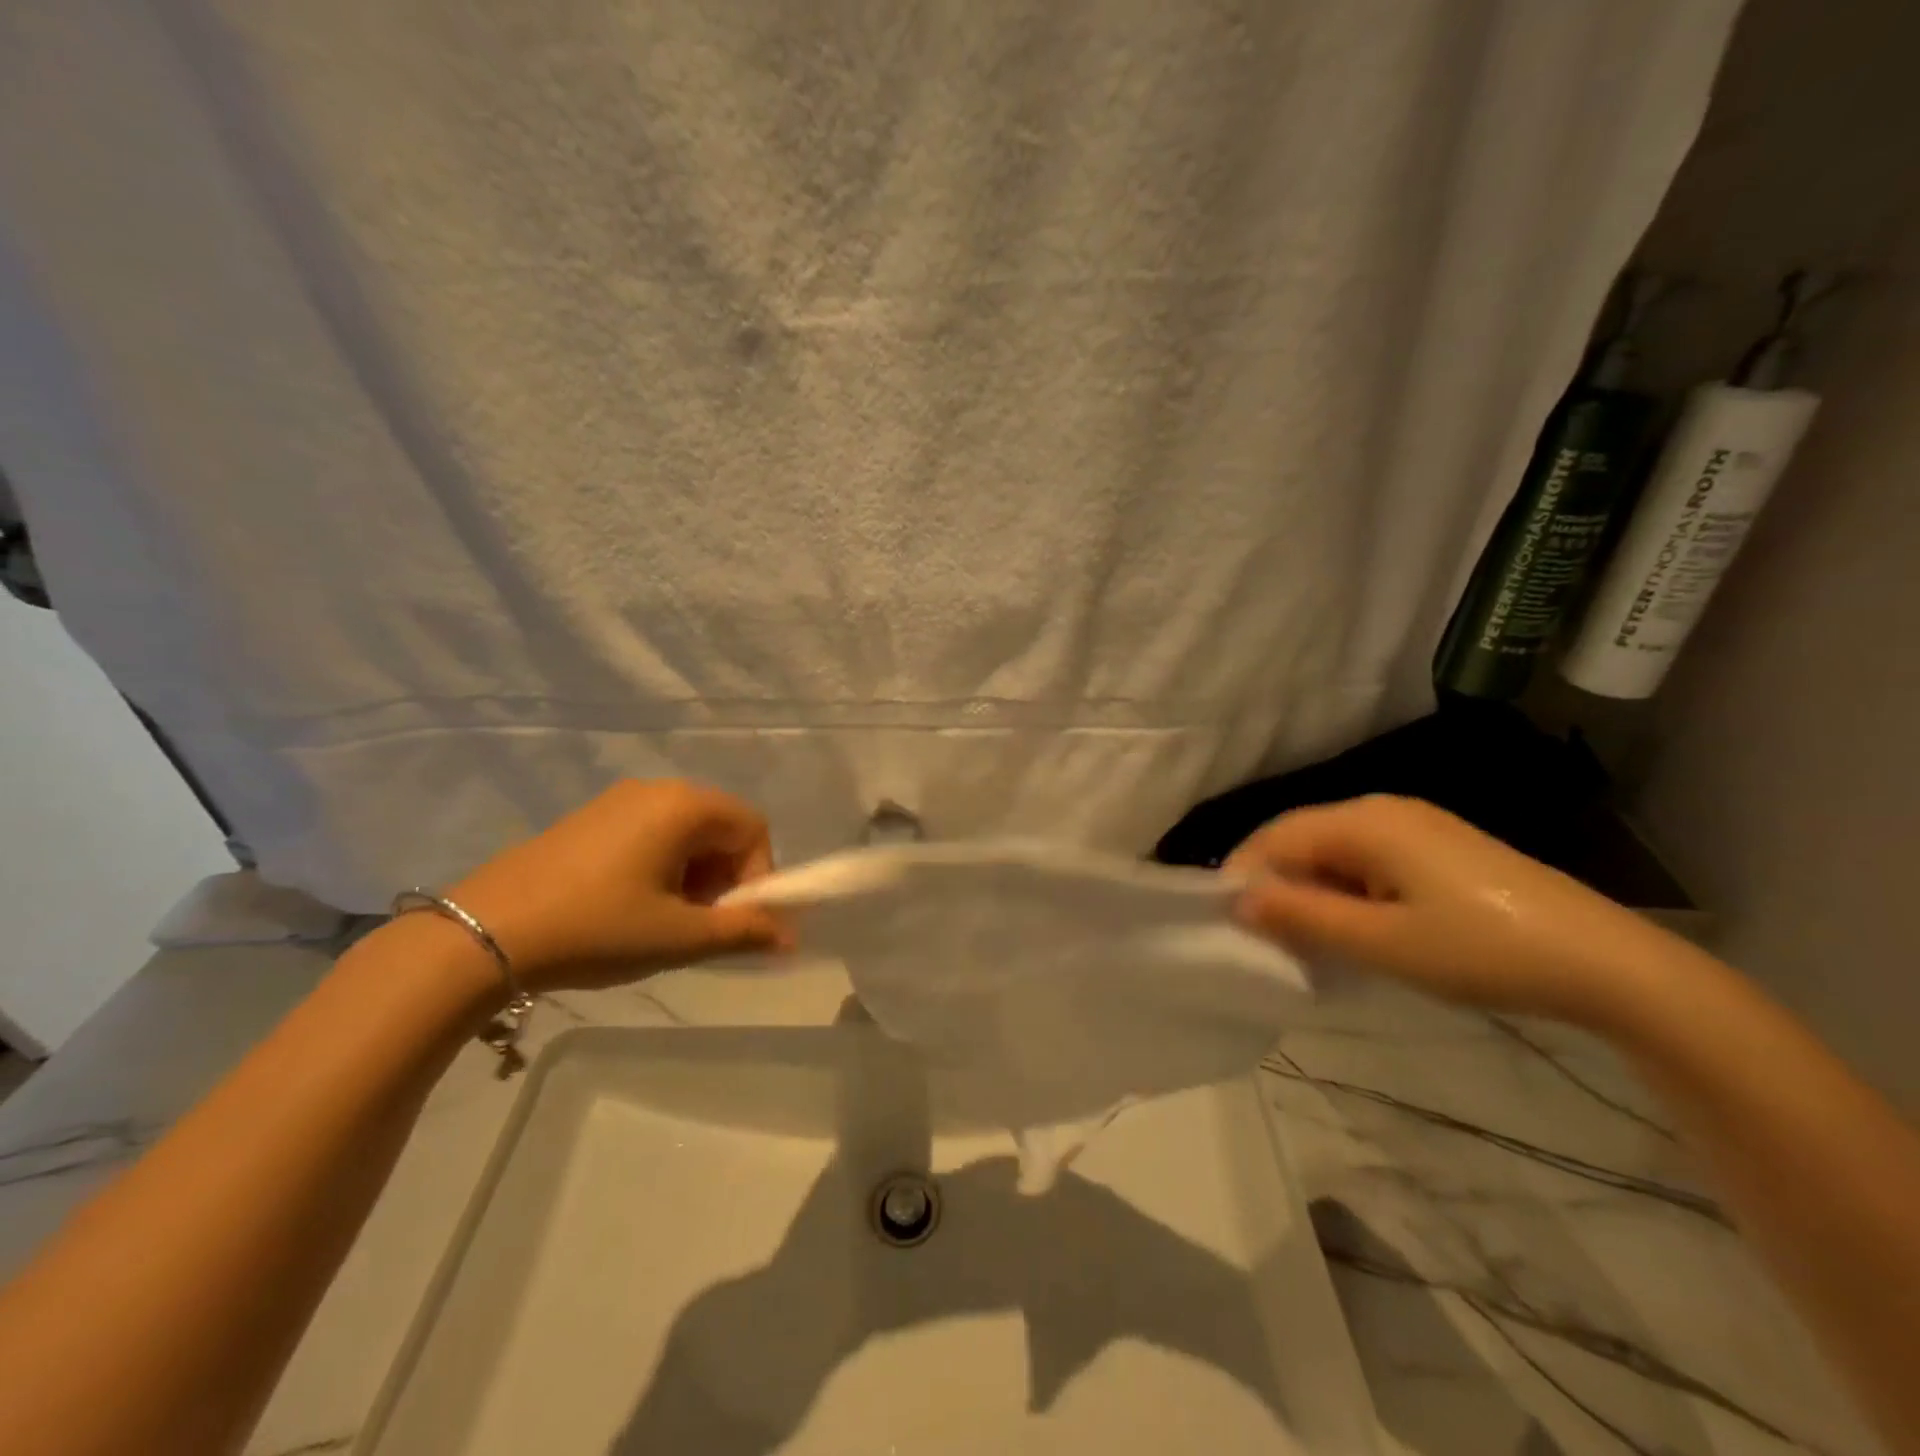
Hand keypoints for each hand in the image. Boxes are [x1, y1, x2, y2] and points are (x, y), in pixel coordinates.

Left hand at [443, 779, 791, 991]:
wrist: (483, 934)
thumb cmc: (597, 928)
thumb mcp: (679, 937)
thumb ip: (744, 932)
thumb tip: (791, 937)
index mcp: (685, 806)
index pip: (754, 829)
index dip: (759, 876)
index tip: (733, 920)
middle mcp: (656, 790)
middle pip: (721, 829)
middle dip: (725, 879)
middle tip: (699, 926)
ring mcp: (618, 801)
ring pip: (686, 834)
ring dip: (694, 877)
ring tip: (663, 922)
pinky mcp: (589, 819)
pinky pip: (650, 835)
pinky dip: (662, 868)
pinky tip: (629, 907)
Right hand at [1228, 795, 1670, 1028]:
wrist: (1608, 964)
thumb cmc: (1482, 950)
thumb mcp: (1382, 943)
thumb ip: (1303, 917)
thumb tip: (1239, 901)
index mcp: (1365, 821)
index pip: (1276, 837)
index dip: (1244, 877)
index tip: (1230, 925)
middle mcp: (1383, 809)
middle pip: (1302, 839)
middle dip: (1277, 885)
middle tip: (1267, 940)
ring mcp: (1415, 825)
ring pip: (1334, 851)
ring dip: (1312, 891)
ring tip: (1309, 941)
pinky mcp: (1438, 847)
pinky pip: (1367, 860)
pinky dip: (1346, 891)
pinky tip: (1358, 928)